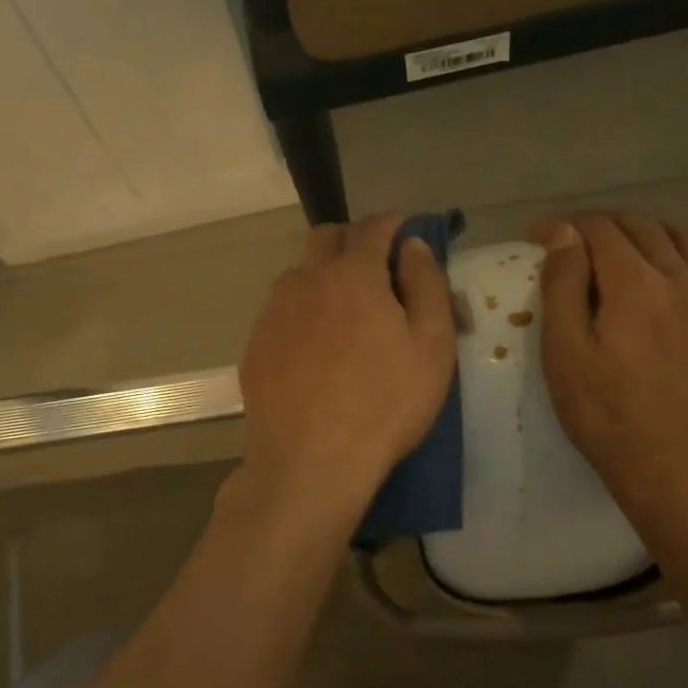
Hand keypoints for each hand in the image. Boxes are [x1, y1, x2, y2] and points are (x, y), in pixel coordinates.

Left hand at [237, 214, 456, 511]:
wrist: (310, 463)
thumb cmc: (385, 405)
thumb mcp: (432, 347)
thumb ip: (427, 285)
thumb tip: (414, 247)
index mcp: (353, 275)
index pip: (373, 227)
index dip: (394, 224)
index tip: (407, 235)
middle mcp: (305, 281)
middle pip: (326, 237)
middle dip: (354, 240)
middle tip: (378, 270)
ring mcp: (273, 313)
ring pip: (300, 274)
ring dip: (325, 277)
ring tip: (346, 315)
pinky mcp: (255, 346)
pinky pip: (282, 312)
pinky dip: (303, 312)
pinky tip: (316, 350)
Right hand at [532, 212, 687, 518]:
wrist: (680, 472)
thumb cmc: (608, 419)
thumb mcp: (565, 357)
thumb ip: (563, 287)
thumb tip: (562, 232)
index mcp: (635, 284)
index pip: (599, 230)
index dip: (565, 226)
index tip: (539, 236)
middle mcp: (684, 278)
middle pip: (644, 227)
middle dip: (605, 225)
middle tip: (578, 242)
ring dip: (652, 234)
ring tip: (630, 250)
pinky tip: (681, 283)